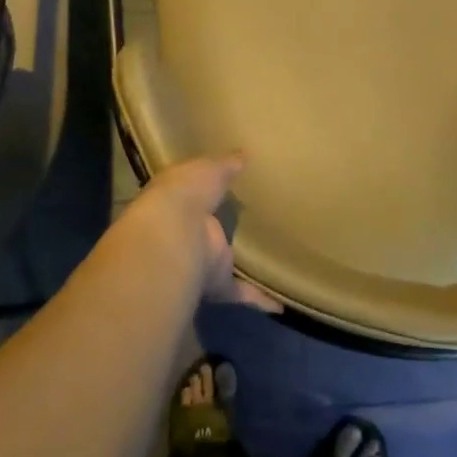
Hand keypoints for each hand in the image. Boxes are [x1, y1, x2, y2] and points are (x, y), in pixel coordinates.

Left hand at [107, 154, 279, 310]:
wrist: (175, 237)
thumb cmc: (186, 193)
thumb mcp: (208, 168)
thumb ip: (226, 164)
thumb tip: (244, 154)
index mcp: (180, 201)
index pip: (194, 196)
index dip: (206, 192)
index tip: (226, 190)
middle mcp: (188, 234)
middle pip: (209, 232)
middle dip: (222, 231)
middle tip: (253, 224)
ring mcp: (202, 261)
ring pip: (224, 264)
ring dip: (241, 267)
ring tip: (270, 262)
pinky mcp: (217, 283)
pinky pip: (241, 292)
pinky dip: (259, 299)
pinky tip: (281, 303)